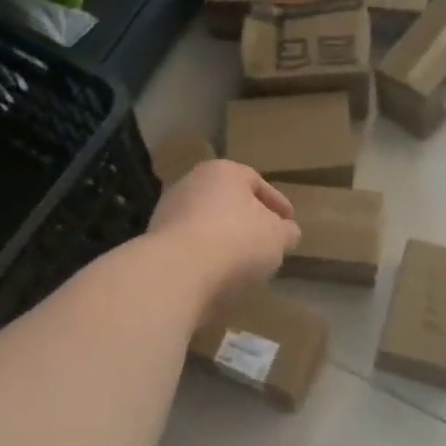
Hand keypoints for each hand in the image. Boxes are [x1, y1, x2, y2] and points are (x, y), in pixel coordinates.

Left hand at [147, 160, 300, 304]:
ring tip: (243, 263)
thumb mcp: (277, 237)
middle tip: (266, 240)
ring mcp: (168, 212)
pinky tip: (218, 273)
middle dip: (247, 220)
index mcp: (223, 172)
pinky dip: (206, 256)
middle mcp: (191, 183)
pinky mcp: (155, 242)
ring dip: (224, 240)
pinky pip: (191, 246)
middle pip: (227, 201)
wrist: (178, 271)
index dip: (277, 203)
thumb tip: (286, 232)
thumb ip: (286, 232)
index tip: (289, 222)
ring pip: (206, 224)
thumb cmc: (236, 241)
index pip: (256, 182)